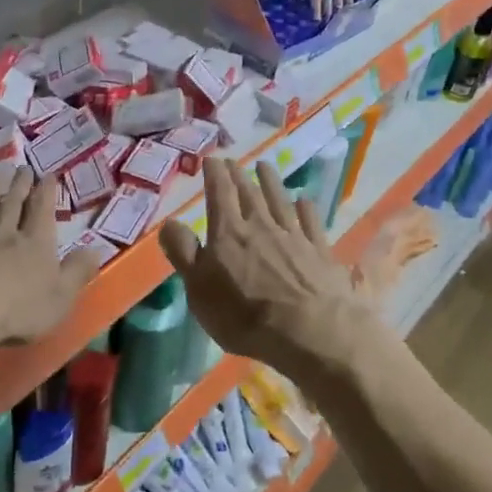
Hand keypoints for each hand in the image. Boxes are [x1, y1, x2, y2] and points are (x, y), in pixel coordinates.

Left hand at [0, 168, 101, 365]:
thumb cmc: (17, 311)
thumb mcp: (60, 297)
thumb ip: (77, 272)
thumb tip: (95, 249)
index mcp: (34, 244)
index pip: (42, 211)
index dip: (45, 192)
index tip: (47, 173)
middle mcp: (2, 236)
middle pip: (11, 206)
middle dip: (19, 186)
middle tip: (22, 168)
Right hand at [158, 157, 387, 392]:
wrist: (309, 332)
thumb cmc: (244, 316)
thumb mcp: (198, 290)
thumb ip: (183, 253)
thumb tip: (169, 222)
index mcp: (229, 233)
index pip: (219, 194)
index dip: (214, 174)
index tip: (211, 159)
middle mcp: (262, 226)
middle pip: (250, 194)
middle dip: (239, 175)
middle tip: (234, 161)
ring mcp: (295, 237)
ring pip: (281, 201)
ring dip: (272, 182)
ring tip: (266, 166)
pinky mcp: (321, 253)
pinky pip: (312, 222)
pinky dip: (306, 209)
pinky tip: (304, 201)